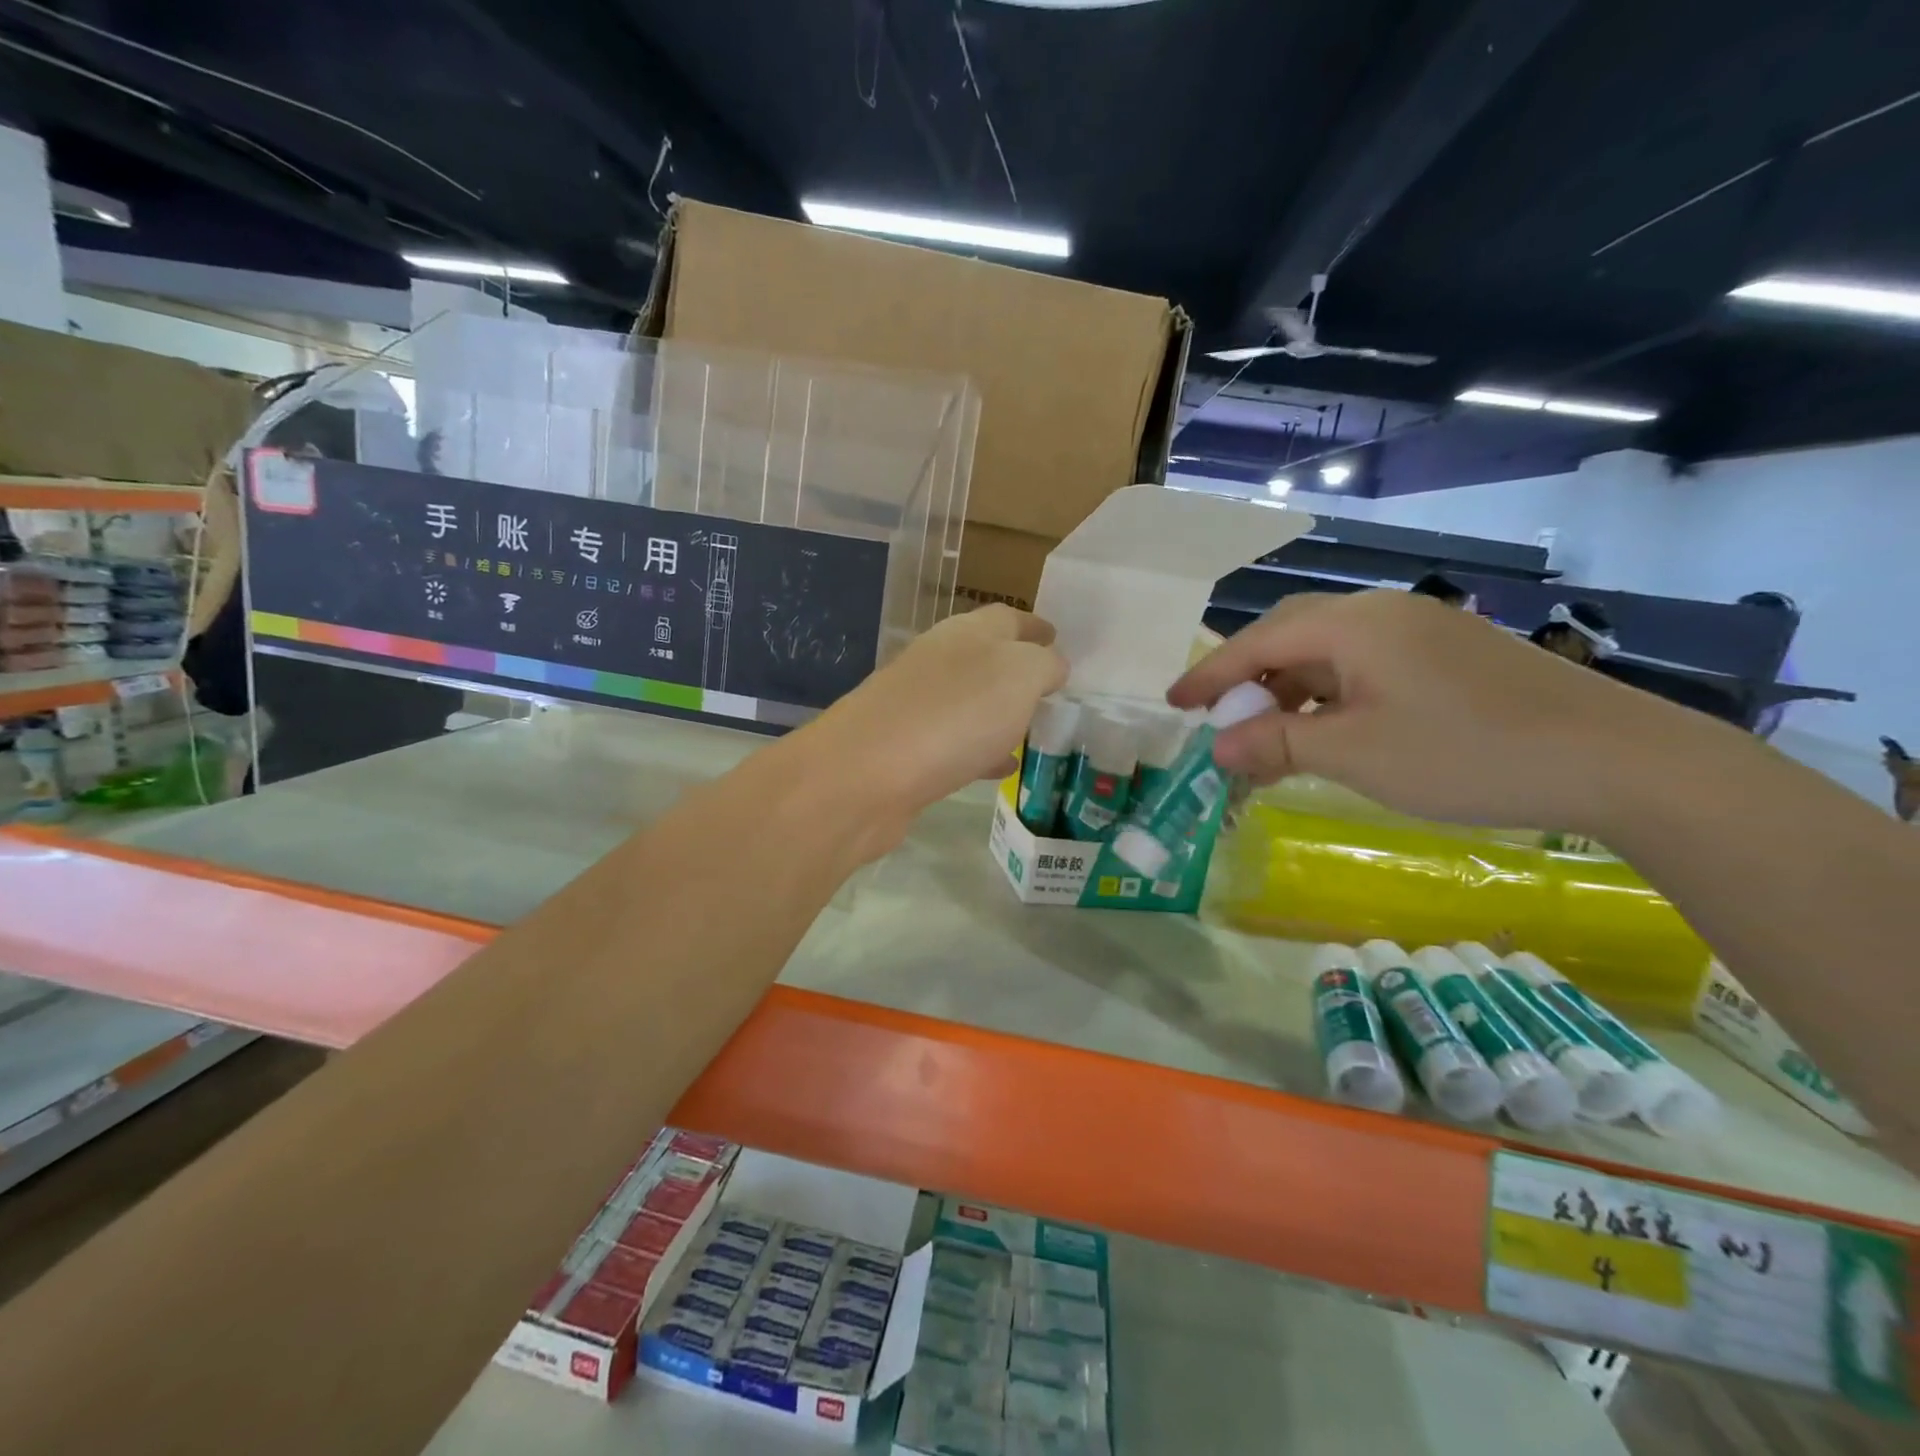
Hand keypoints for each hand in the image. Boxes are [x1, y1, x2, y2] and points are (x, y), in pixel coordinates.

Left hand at [812, 603, 1066, 824]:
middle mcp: (936, 661)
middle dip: (1017, 669)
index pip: (1006, 618)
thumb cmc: (953, 714)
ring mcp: (915, 705)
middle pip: (983, 657)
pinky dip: (981, 748)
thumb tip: (1051, 665)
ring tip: (1031, 727)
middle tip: (1049, 688)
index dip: (1035, 626)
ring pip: (968, 700)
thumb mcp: (1018, 676)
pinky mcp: (904, 749)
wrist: (866, 774)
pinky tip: (999, 766)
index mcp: (965, 633)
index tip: (1058, 637)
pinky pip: (954, 741)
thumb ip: (1043, 664)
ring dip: (998, 710)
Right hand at [1168, 590, 1662, 830]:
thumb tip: (1218, 746)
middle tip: (1223, 722)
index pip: (1258, 641)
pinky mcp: (1451, 657)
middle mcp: (1383, 614)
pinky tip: (1332, 735)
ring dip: (1291, 694)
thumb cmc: (1467, 753)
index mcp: (1354, 625)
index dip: (1209, 674)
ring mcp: (1422, 632)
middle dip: (1249, 680)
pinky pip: (1366, 668)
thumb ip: (1277, 744)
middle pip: (1291, 636)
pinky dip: (1332, 698)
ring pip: (1330, 654)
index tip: (1173, 704)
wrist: (1618, 760)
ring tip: (1273, 742)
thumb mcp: (1355, 754)